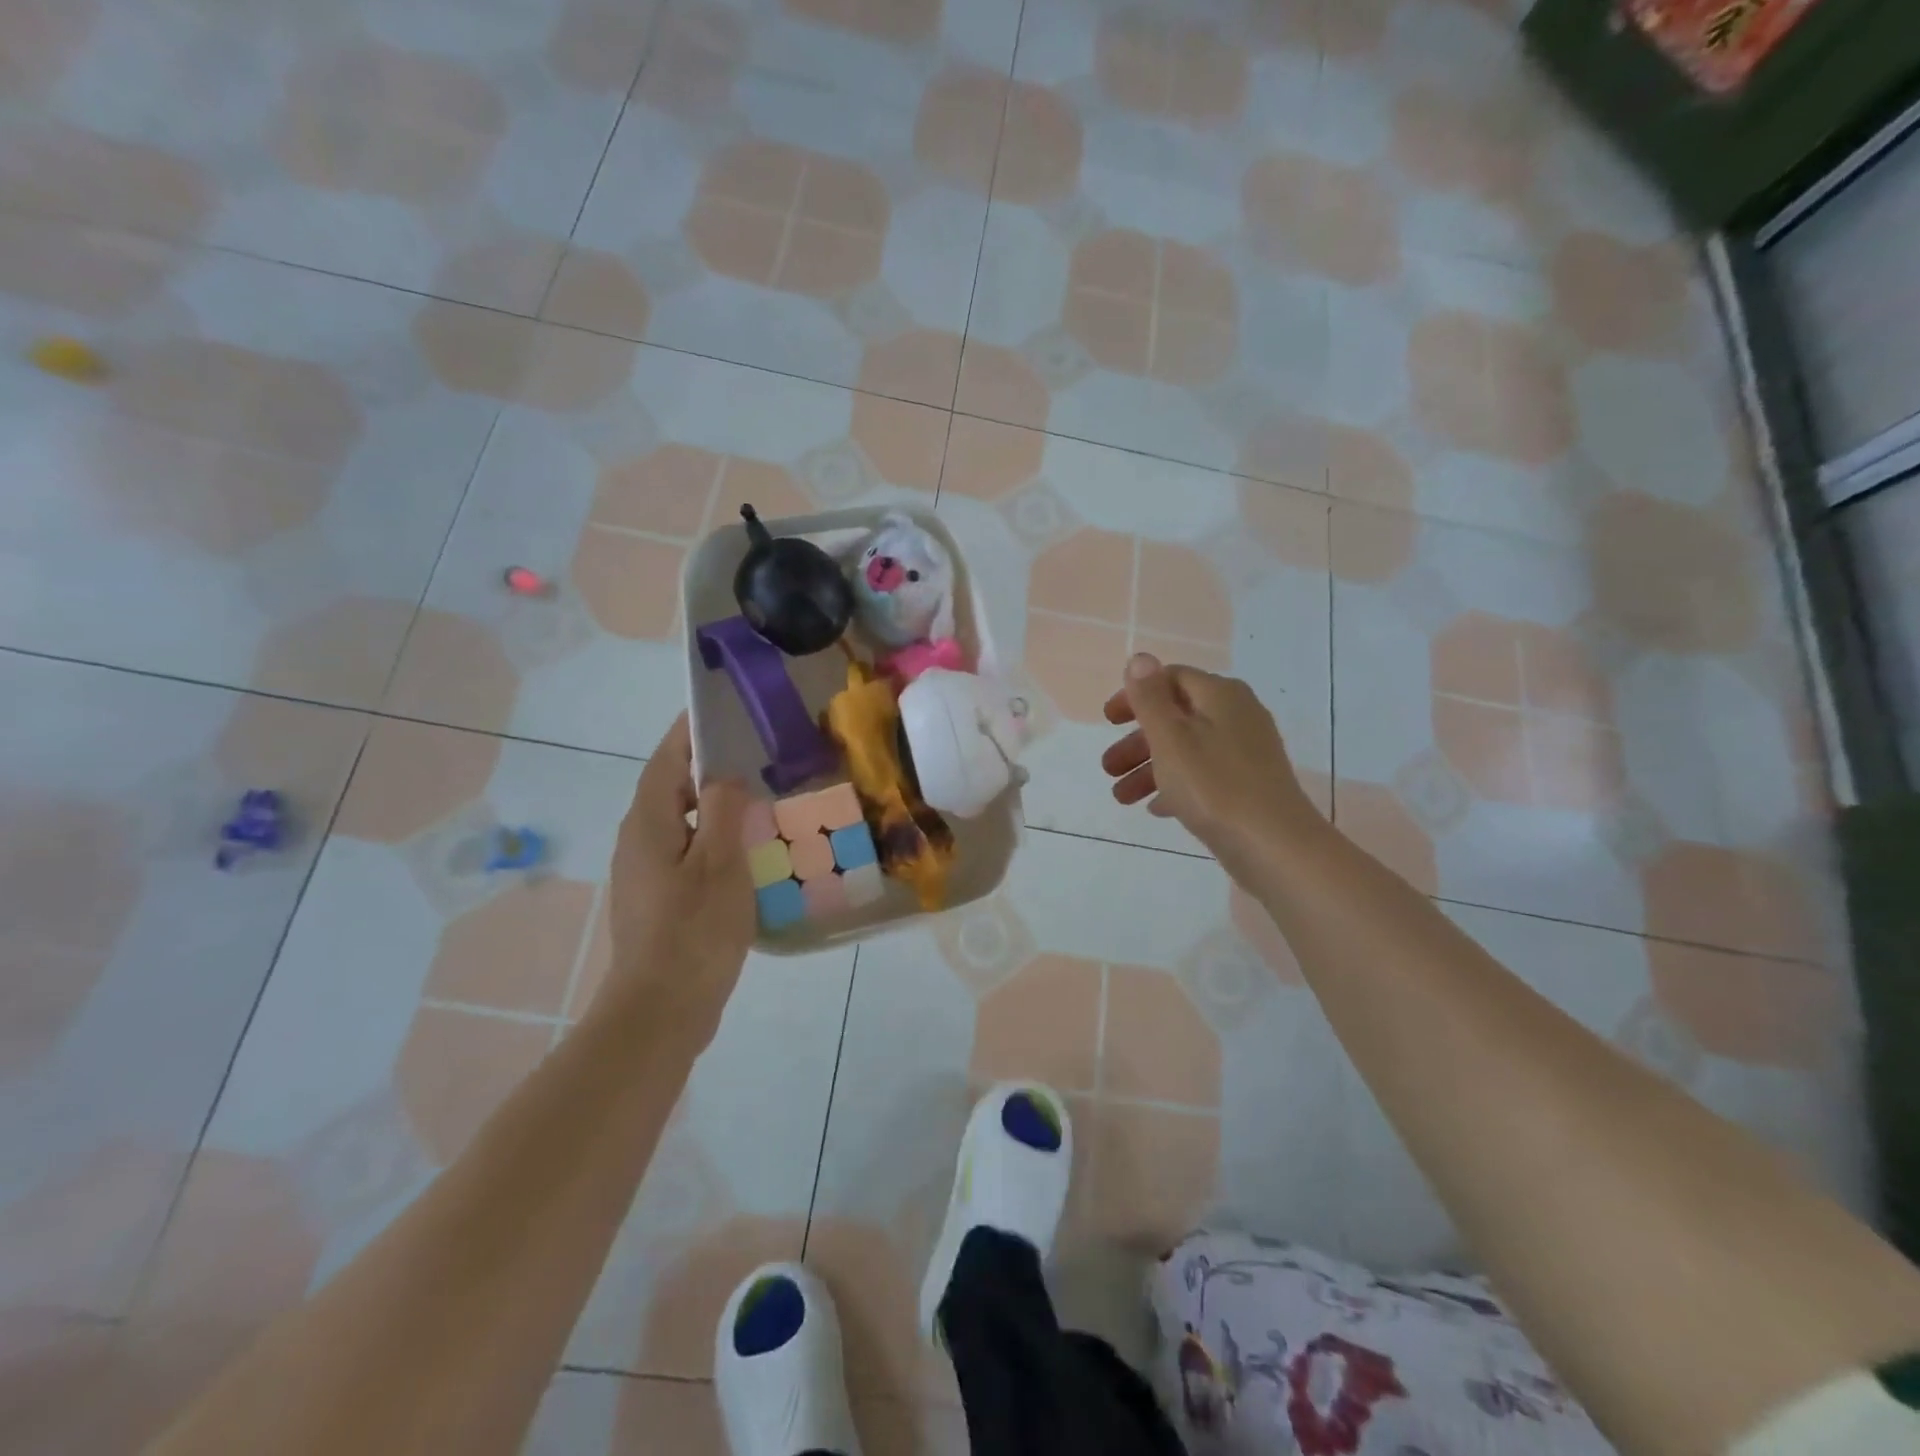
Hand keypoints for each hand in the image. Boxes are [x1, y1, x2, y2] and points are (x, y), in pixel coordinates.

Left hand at [602, 715, 753, 1041]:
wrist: (660, 1010)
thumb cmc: (693, 931)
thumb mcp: (720, 864)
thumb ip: (723, 811)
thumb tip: (725, 777)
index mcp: (648, 824)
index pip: (666, 760)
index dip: (689, 733)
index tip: (718, 710)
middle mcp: (639, 841)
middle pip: (671, 789)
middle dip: (706, 767)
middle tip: (754, 754)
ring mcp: (645, 873)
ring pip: (680, 823)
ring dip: (712, 806)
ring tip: (757, 798)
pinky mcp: (657, 900)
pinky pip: (686, 852)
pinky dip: (712, 839)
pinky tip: (745, 851)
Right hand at [1101, 654, 1323, 880]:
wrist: (1276, 847)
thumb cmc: (1215, 786)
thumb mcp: (1171, 738)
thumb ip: (1150, 698)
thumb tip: (1141, 657)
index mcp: (1220, 695)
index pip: (1170, 678)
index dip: (1135, 695)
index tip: (1108, 722)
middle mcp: (1237, 715)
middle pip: (1176, 717)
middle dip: (1137, 742)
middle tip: (1108, 767)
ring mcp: (1246, 751)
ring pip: (1187, 750)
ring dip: (1149, 769)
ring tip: (1122, 798)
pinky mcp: (1249, 784)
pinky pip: (1204, 775)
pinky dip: (1176, 785)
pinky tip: (1156, 808)